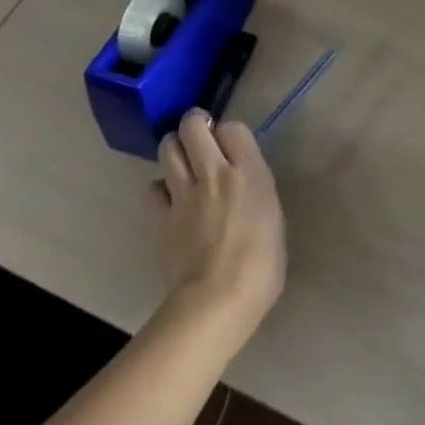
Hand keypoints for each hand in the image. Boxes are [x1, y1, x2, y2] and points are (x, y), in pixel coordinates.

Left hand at [152, 110, 285, 335]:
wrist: (218, 300)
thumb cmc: (261, 265)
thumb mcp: (273, 218)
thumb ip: (256, 192)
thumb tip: (244, 189)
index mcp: (249, 172)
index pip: (234, 127)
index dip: (230, 133)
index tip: (233, 147)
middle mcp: (214, 172)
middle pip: (193, 125)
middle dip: (194, 125)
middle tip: (200, 138)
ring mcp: (183, 193)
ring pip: (167, 147)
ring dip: (174, 148)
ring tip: (181, 161)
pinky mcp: (160, 218)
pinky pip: (152, 188)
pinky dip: (159, 189)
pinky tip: (169, 200)